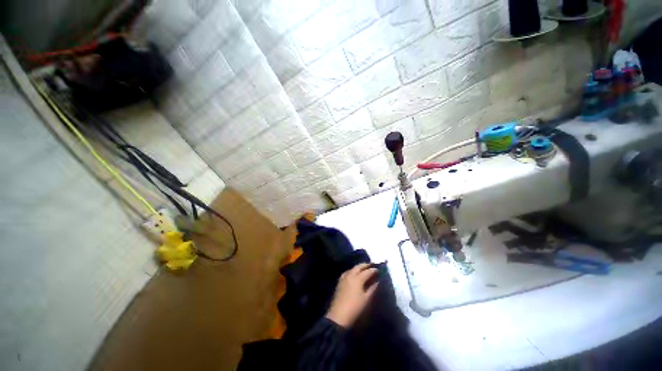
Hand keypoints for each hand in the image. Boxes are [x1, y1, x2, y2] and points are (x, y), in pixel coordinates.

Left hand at [325, 263, 378, 327]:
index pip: (367, 271)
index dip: (373, 270)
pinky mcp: (340, 282)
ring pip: (352, 268)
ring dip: (358, 267)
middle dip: (365, 265)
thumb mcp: (366, 299)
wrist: (338, 316)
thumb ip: (372, 289)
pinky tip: (354, 274)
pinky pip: (347, 272)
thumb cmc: (355, 308)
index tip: (379, 270)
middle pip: (358, 266)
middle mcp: (350, 275)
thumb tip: (377, 281)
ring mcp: (344, 278)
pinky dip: (352, 271)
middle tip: (372, 265)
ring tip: (364, 269)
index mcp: (357, 279)